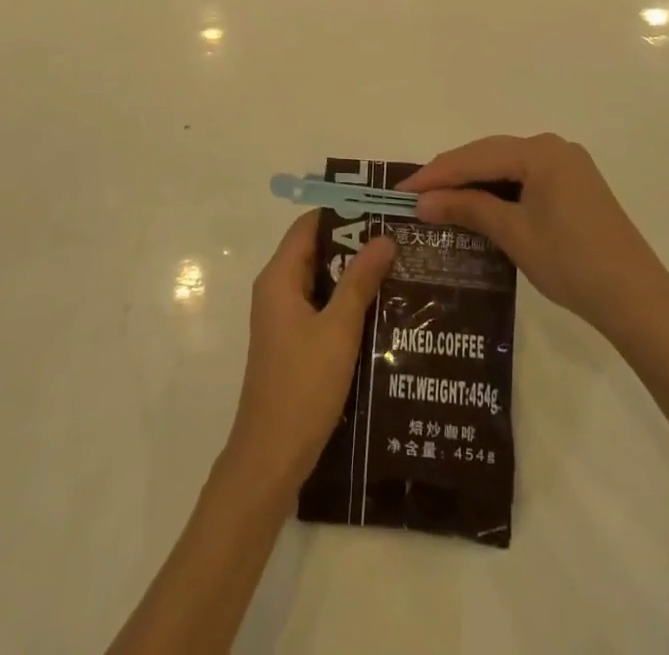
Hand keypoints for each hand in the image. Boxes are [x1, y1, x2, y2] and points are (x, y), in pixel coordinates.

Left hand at [224, 211, 393, 498]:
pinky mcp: (293, 344)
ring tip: (398, 269)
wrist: (271, 459)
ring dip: (353, 275)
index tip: (380, 209)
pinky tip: (381, 310)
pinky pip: (321, 307)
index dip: (342, 212)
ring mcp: (283, 319)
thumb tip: (383, 237)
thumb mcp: (338, 329)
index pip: (309, 225)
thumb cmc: (303, 386)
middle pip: (316, 251)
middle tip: (398, 239)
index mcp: (279, 278)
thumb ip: (360, 281)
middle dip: (354, 244)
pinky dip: (346, 302)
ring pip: (321, 281)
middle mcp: (277, 291)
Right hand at [399, 135, 668, 342]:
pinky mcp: (574, 185)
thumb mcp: (513, 233)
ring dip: (473, 182)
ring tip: (437, 200)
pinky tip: (477, 205)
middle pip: (489, 154)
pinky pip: (524, 178)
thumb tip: (421, 202)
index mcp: (540, 152)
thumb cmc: (572, 263)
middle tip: (414, 195)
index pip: (475, 157)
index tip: (400, 190)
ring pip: (506, 166)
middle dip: (451, 175)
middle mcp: (553, 147)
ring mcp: (567, 165)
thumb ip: (467, 208)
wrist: (637, 299)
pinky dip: (498, 190)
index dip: (435, 174)